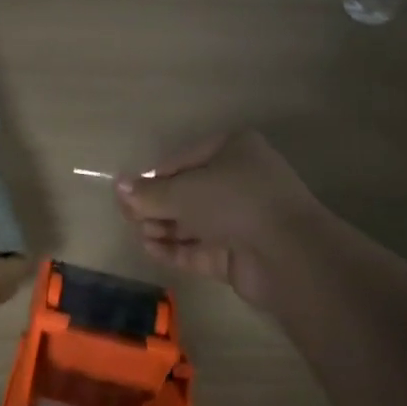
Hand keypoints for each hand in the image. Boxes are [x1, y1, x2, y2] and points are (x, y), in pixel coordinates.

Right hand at [115, 131, 316, 305]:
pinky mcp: (240, 254)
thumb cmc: (235, 202)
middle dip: (157, 205)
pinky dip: (175, 249)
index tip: (129, 193)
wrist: (289, 255)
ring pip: (193, 222)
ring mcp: (242, 220)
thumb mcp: (184, 191)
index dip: (154, 177)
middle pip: (187, 192)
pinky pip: (200, 248)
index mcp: (234, 150)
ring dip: (163, 227)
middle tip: (129, 217)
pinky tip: (150, 249)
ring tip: (138, 233)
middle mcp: (240, 181)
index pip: (183, 160)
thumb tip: (117, 186)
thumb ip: (149, 192)